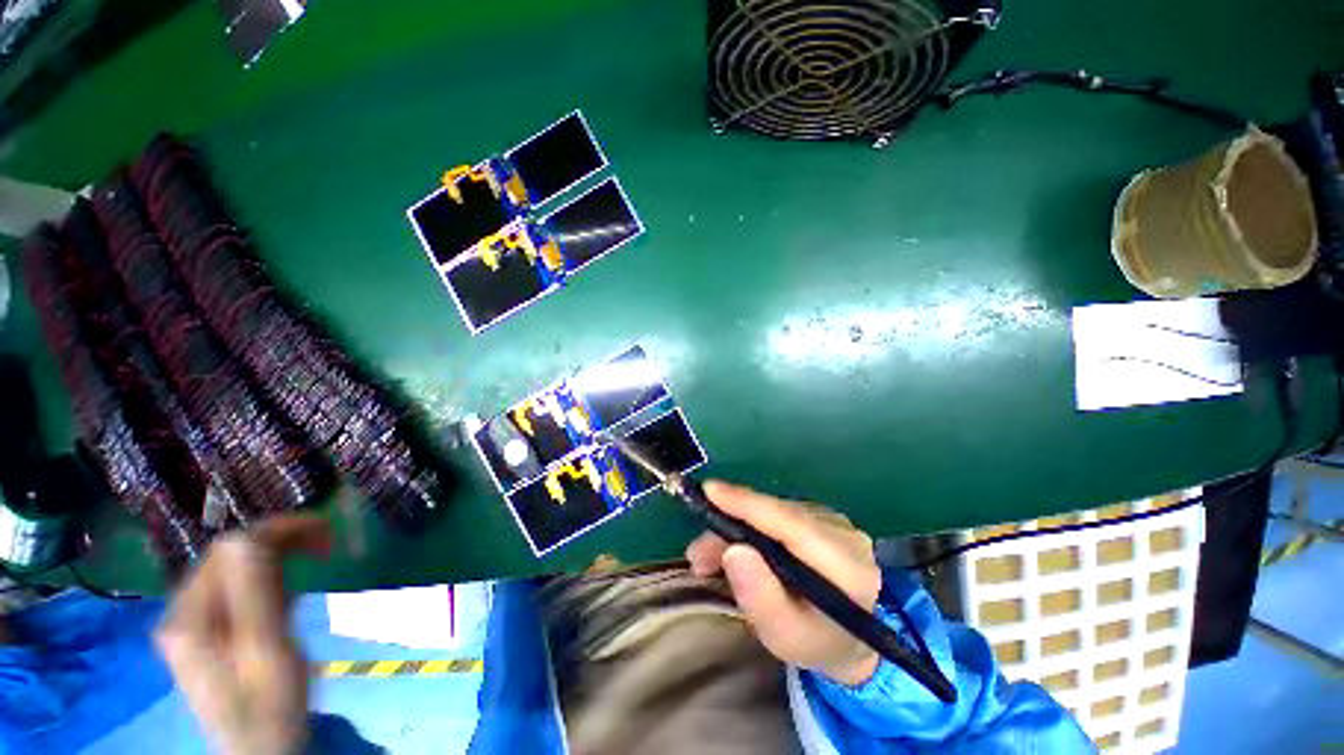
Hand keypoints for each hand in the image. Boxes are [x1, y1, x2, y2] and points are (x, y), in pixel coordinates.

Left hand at [156, 515, 331, 754]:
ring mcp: (193, 623)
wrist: (260, 751)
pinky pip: (238, 588)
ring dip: (277, 558)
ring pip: (235, 568)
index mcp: (190, 617)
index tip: (326, 534)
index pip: (229, 549)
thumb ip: (253, 595)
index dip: (278, 531)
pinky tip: (289, 593)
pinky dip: (269, 580)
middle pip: (229, 555)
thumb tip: (250, 537)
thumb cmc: (270, 707)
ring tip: (314, 564)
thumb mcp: (266, 652)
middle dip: (280, 541)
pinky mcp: (208, 631)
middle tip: (327, 545)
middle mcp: (183, 613)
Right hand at [685, 481, 882, 685]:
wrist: (847, 640)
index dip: (749, 505)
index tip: (710, 491)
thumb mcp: (784, 636)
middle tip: (697, 554)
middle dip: (732, 525)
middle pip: (778, 515)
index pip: (793, 524)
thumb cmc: (814, 642)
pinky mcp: (821, 517)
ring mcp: (835, 522)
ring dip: (737, 528)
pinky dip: (751, 527)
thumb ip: (760, 597)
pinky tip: (734, 548)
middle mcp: (845, 535)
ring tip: (708, 558)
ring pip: (774, 512)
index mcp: (848, 569)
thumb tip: (733, 551)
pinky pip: (778, 513)